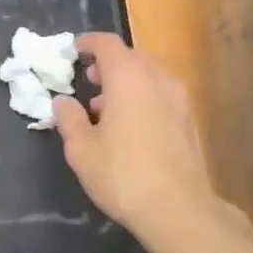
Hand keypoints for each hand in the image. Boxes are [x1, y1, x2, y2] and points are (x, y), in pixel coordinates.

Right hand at [52, 34, 228, 244]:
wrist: (179, 210)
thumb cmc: (123, 175)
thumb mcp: (81, 149)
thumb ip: (69, 118)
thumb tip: (63, 101)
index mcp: (128, 77)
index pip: (108, 43)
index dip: (89, 42)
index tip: (75, 50)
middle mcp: (158, 79)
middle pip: (132, 57)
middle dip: (109, 64)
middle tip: (90, 80)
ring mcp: (179, 100)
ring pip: (149, 76)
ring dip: (127, 83)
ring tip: (105, 108)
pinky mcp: (190, 121)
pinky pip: (162, 95)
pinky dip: (143, 98)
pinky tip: (130, 127)